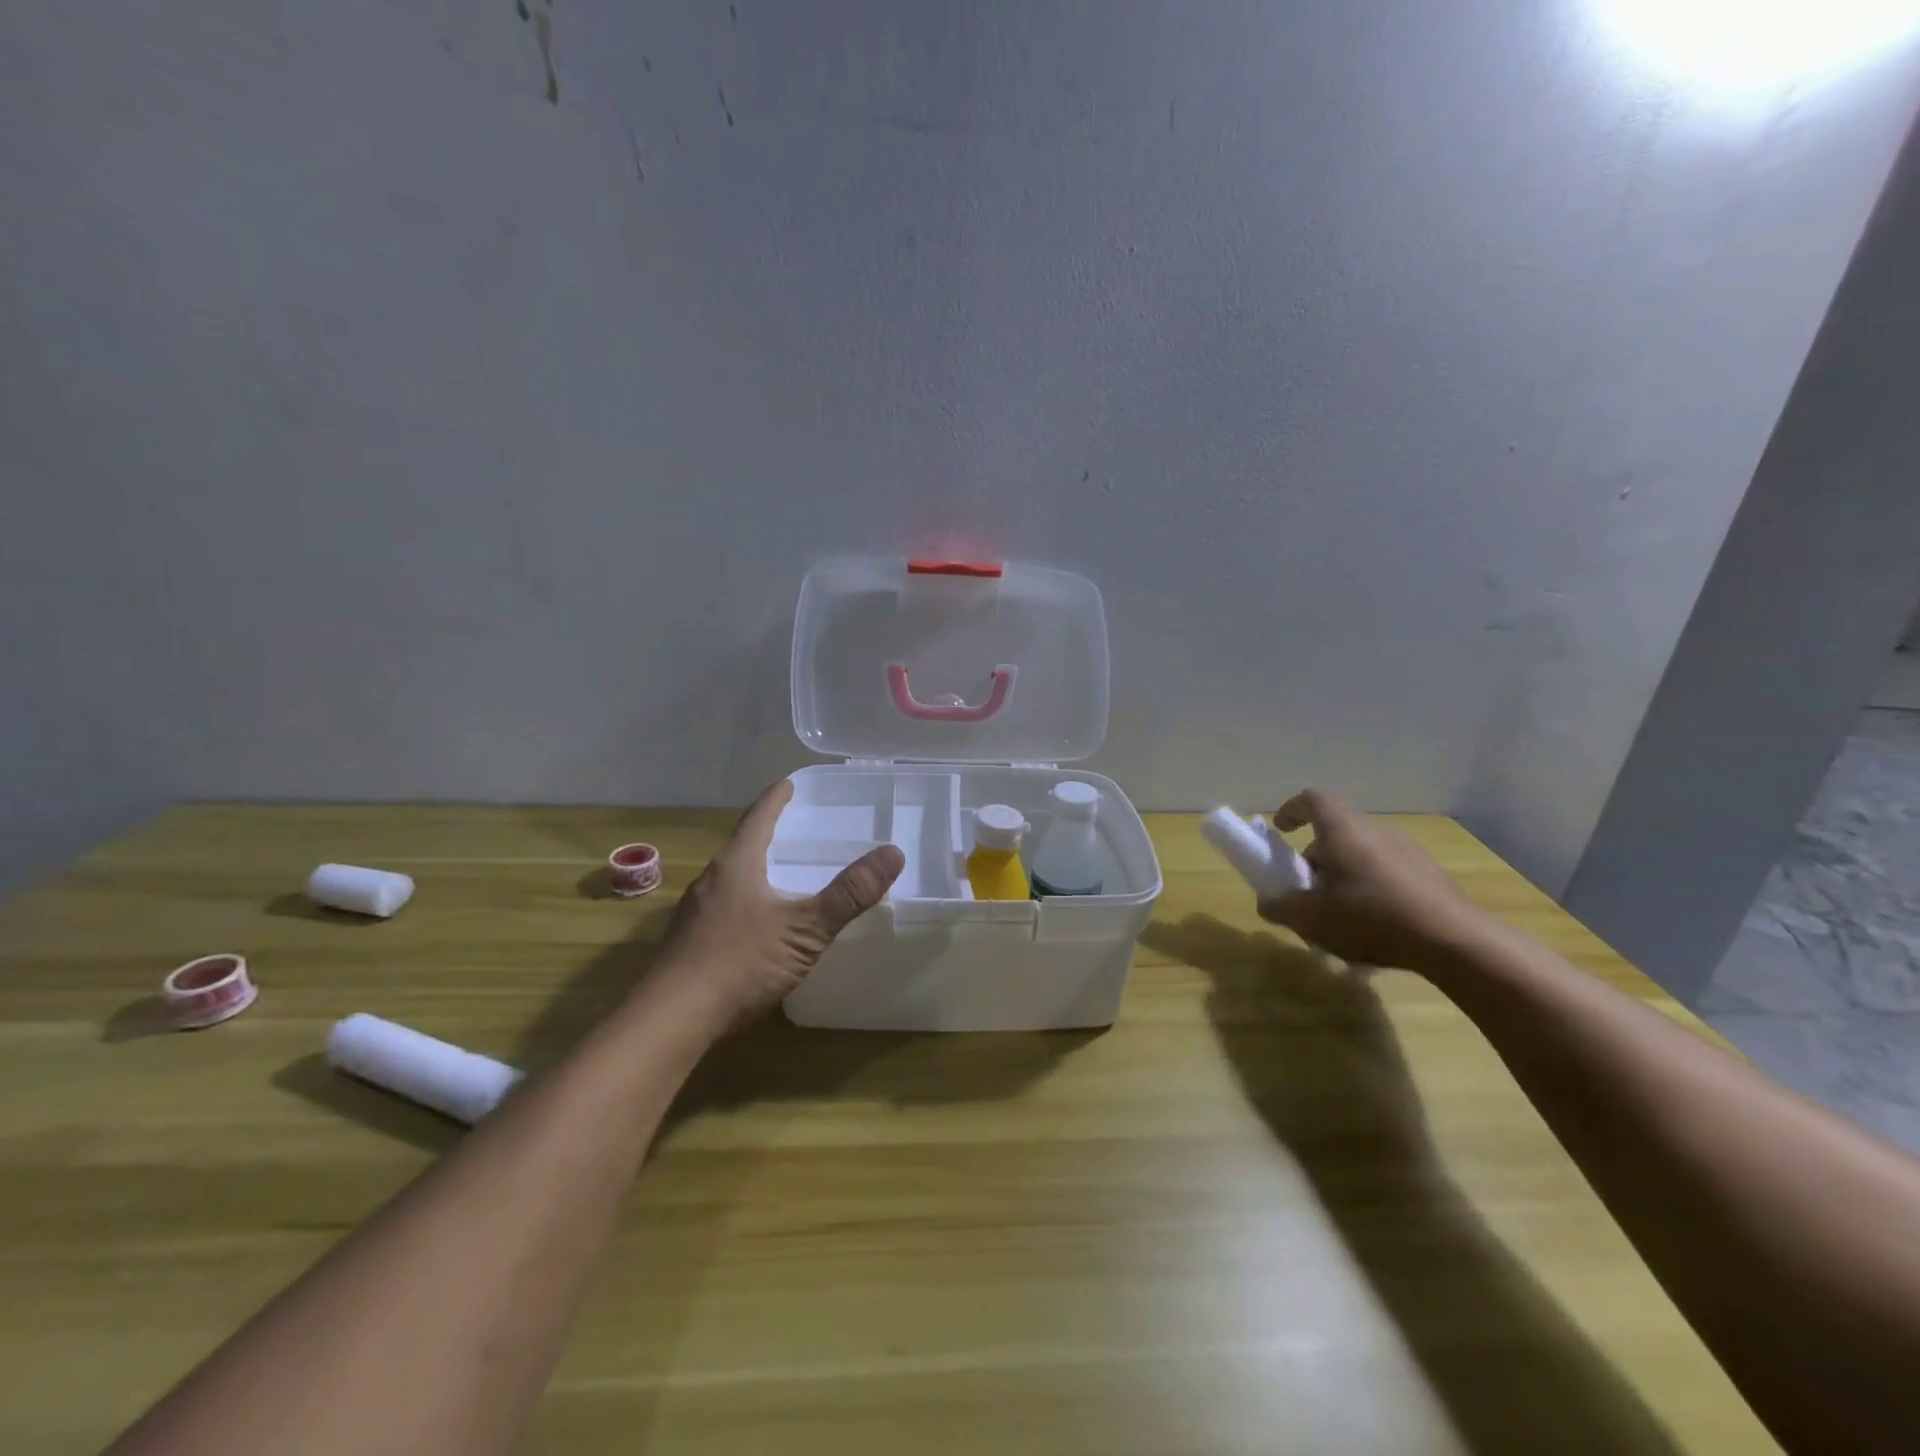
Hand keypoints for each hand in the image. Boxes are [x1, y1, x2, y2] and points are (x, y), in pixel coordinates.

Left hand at [646, 779, 903, 1036]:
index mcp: (736, 865)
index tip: (789, 783)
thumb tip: (893, 852)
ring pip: (731, 878)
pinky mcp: (688, 943)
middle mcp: (711, 881)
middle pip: (743, 845)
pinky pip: (723, 907)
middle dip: (768, 833)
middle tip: (797, 827)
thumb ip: (849, 893)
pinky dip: (746, 900)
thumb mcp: (805, 928)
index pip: (758, 817)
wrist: (671, 1022)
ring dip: (756, 868)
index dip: (776, 798)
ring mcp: (694, 913)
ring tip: (781, 871)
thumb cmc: (740, 964)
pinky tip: (759, 923)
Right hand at [1256, 789, 1491, 973]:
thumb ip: (1281, 907)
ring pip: (1363, 855)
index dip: (1292, 809)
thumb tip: (1267, 902)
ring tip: (1342, 916)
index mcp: (1342, 830)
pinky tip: (1376, 929)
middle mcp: (1375, 831)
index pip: (1313, 799)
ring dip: (1345, 877)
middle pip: (1337, 833)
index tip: (1281, 830)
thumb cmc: (1370, 917)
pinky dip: (1373, 892)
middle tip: (1309, 891)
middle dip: (1317, 858)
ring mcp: (1409, 851)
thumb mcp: (1311, 919)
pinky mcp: (1432, 876)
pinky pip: (1390, 874)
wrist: (1455, 941)